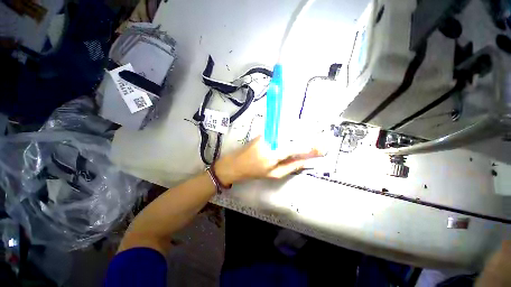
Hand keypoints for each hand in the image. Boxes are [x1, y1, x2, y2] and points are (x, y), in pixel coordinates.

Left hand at [215, 136, 321, 184]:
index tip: (321, 149)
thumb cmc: (253, 172)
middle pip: (293, 136)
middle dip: (307, 140)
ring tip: (308, 143)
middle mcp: (271, 140)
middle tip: (319, 145)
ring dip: (299, 136)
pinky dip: (290, 135)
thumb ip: (290, 167)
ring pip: (287, 133)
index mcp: (273, 153)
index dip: (309, 148)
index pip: (295, 147)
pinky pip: (280, 133)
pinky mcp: (264, 132)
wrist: (235, 163)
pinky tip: (295, 138)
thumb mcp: (273, 174)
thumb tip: (305, 162)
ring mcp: (267, 134)